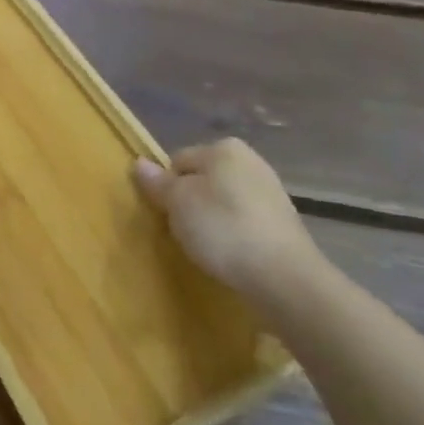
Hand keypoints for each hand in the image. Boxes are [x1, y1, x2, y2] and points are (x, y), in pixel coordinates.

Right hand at [132, 139, 323, 296]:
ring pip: (223, 201)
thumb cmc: (223, 228)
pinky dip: (233, 233)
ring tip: (207, 246)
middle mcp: (250, 161)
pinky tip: (230, 253)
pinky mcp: (283, 221)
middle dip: (190, 202)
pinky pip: (244, 220)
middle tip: (183, 231)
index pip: (178, 161)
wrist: (284, 276)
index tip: (166, 214)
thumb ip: (158, 182)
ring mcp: (270, 191)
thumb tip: (139, 163)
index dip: (166, 187)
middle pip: (202, 179)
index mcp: (224, 148)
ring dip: (212, 219)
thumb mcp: (178, 203)